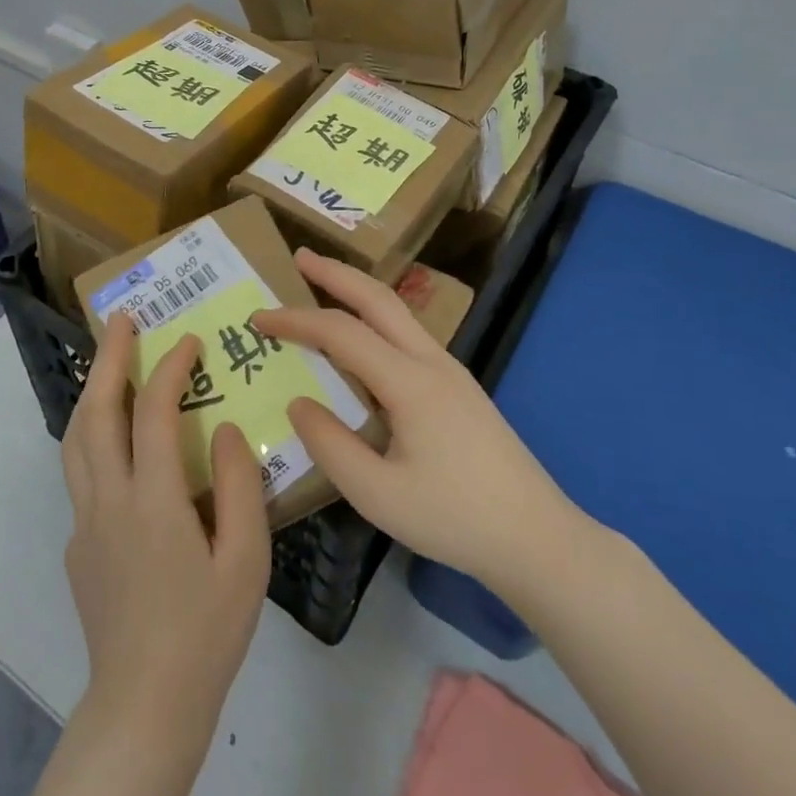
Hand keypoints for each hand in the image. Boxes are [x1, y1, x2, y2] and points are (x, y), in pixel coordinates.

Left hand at [60, 314, 271, 751]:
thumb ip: (240, 488)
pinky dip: (93, 435)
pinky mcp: (77, 545)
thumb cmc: (206, 634)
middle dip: (109, 358)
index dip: (170, 368)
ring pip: (76, 438)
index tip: (189, 340)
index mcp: (153, 501)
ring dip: (92, 391)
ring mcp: (85, 522)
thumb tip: (228, 430)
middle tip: (122, 320)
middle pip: (97, 412)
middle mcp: (108, 500)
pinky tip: (117, 441)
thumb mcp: (246, 561)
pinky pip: (80, 473)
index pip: (153, 413)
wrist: (145, 707)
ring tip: (110, 362)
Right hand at [254, 250, 593, 591]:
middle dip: (336, 273)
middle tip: (299, 257)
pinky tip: (361, 340)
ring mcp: (450, 371)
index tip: (258, 318)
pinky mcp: (458, 387)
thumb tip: (298, 402)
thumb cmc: (455, 518)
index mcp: (410, 382)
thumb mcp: (378, 494)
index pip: (342, 333)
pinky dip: (374, 320)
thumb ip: (330, 445)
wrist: (538, 538)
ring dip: (357, 292)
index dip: (296, 321)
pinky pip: (407, 336)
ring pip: (397, 313)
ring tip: (322, 287)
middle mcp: (432, 362)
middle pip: (378, 298)